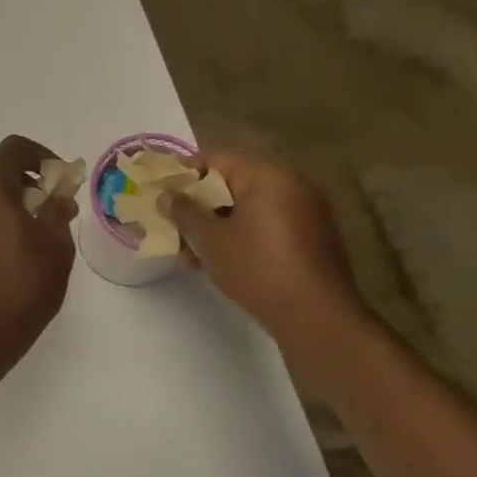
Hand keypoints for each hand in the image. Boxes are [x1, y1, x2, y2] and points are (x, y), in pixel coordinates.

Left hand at [0, 135, 77, 363]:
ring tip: (33, 236)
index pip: (14, 148)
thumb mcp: (55, 245)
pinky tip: (7, 256)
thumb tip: (58, 196)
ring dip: (7, 206)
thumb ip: (57, 211)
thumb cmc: (22, 284)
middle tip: (51, 210)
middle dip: (26, 184)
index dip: (41, 155)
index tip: (60, 180)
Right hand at [162, 152, 368, 344]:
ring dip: (217, 225)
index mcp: (267, 175)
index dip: (182, 174)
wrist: (317, 316)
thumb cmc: (257, 268)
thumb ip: (184, 212)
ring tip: (190, 254)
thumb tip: (167, 195)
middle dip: (198, 206)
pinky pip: (266, 225)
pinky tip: (220, 262)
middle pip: (231, 184)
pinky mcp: (311, 237)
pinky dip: (241, 236)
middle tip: (172, 227)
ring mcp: (305, 211)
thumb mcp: (210, 240)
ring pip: (247, 208)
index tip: (160, 193)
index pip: (215, 159)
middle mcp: (291, 184)